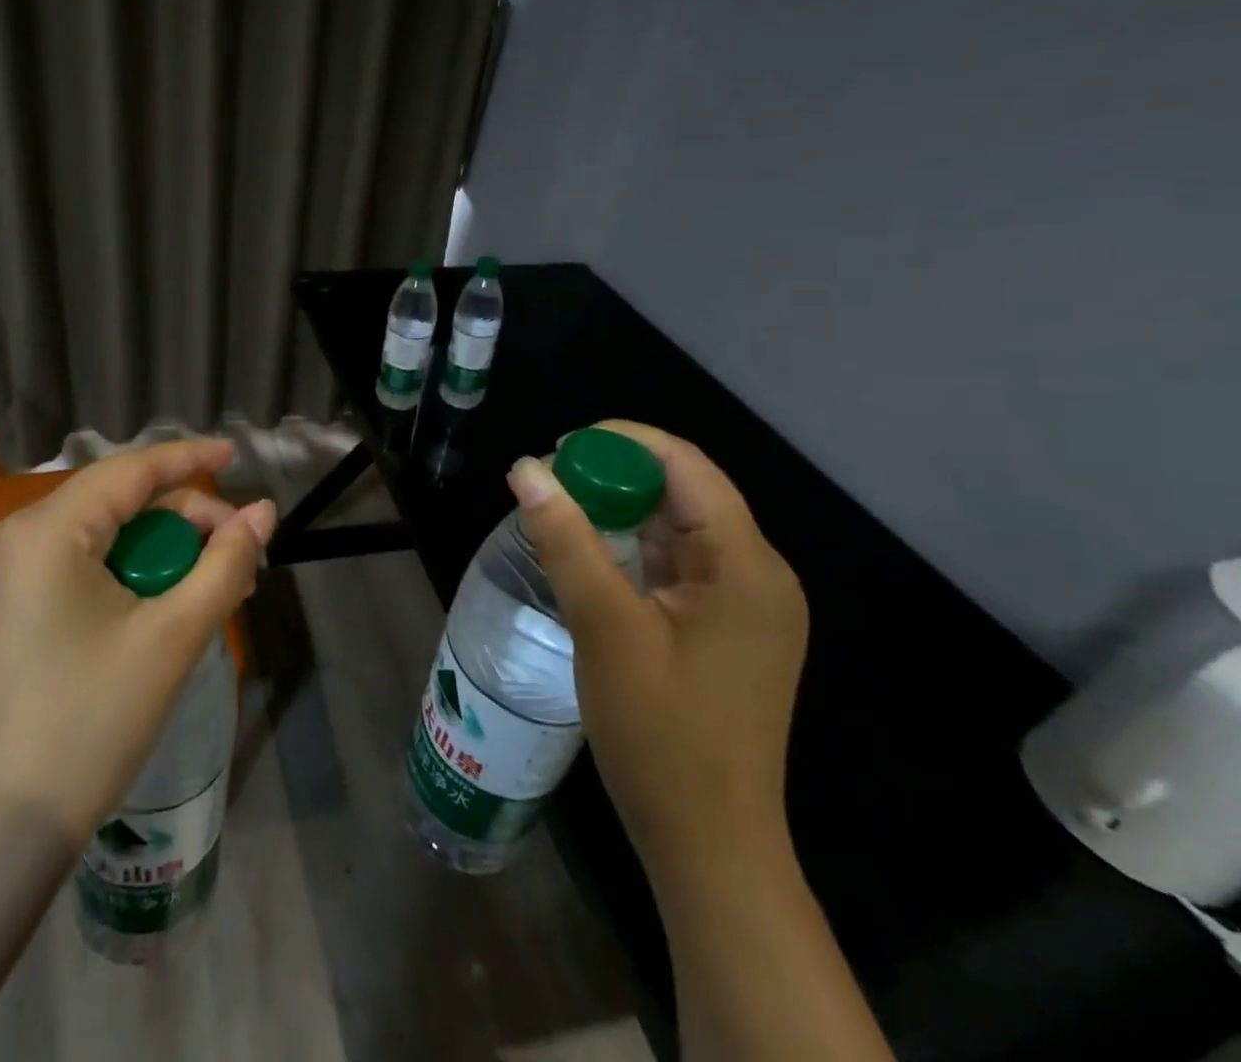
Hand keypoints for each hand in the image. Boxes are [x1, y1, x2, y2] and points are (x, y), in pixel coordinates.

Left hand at [0, 439, 275, 843]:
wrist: (4, 825)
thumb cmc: (92, 720)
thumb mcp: (173, 636)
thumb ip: (226, 563)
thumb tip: (264, 512)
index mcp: (48, 531)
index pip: (131, 471)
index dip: (189, 459)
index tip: (236, 455)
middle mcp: (18, 538)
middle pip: (118, 503)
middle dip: (183, 522)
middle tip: (237, 555)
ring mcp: (5, 574)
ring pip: (102, 536)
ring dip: (160, 553)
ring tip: (212, 588)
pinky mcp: (7, 607)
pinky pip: (79, 566)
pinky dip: (127, 575)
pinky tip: (165, 605)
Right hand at [508, 421, 807, 880]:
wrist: (708, 843)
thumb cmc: (660, 734)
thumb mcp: (605, 627)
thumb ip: (566, 540)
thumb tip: (526, 468)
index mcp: (745, 565)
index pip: (686, 466)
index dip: (621, 442)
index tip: (558, 447)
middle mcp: (758, 574)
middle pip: (684, 491)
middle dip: (615, 475)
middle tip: (547, 480)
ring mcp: (746, 604)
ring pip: (679, 527)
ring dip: (620, 510)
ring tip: (558, 508)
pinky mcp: (728, 628)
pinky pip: (678, 563)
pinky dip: (633, 546)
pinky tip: (590, 552)